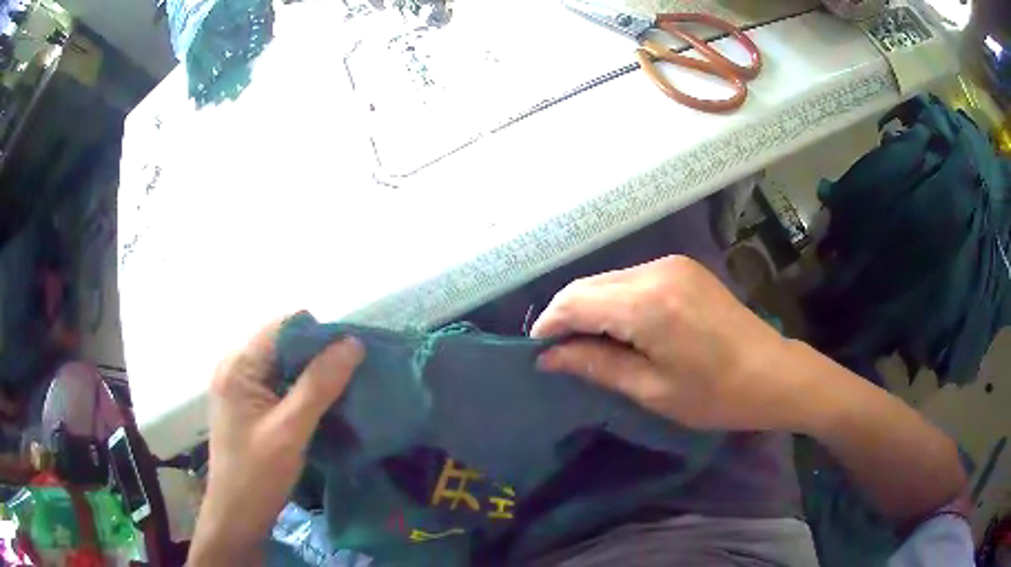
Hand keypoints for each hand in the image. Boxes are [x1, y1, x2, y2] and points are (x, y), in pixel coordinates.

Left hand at [188, 317, 363, 565]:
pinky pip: (278, 382)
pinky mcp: (246, 403)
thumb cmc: (258, 475)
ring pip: (283, 364)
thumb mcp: (290, 430)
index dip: (319, 335)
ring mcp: (239, 385)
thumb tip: (352, 343)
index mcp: (238, 365)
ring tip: (344, 388)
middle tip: (353, 374)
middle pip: (283, 343)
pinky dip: (302, 389)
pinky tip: (322, 404)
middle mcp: (234, 366)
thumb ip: (319, 385)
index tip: (353, 354)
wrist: (237, 515)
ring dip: (312, 373)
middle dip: (318, 355)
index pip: (283, 327)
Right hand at [532, 255, 805, 431]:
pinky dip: (615, 300)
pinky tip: (620, 327)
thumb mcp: (651, 389)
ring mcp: (672, 264)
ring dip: (590, 307)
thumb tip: (549, 357)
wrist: (773, 373)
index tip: (537, 352)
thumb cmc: (714, 394)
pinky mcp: (683, 268)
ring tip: (587, 344)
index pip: (575, 302)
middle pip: (588, 285)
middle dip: (567, 316)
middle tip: (559, 353)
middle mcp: (655, 270)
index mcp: (646, 303)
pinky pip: (632, 279)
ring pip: (609, 280)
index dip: (550, 325)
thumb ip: (596, 365)